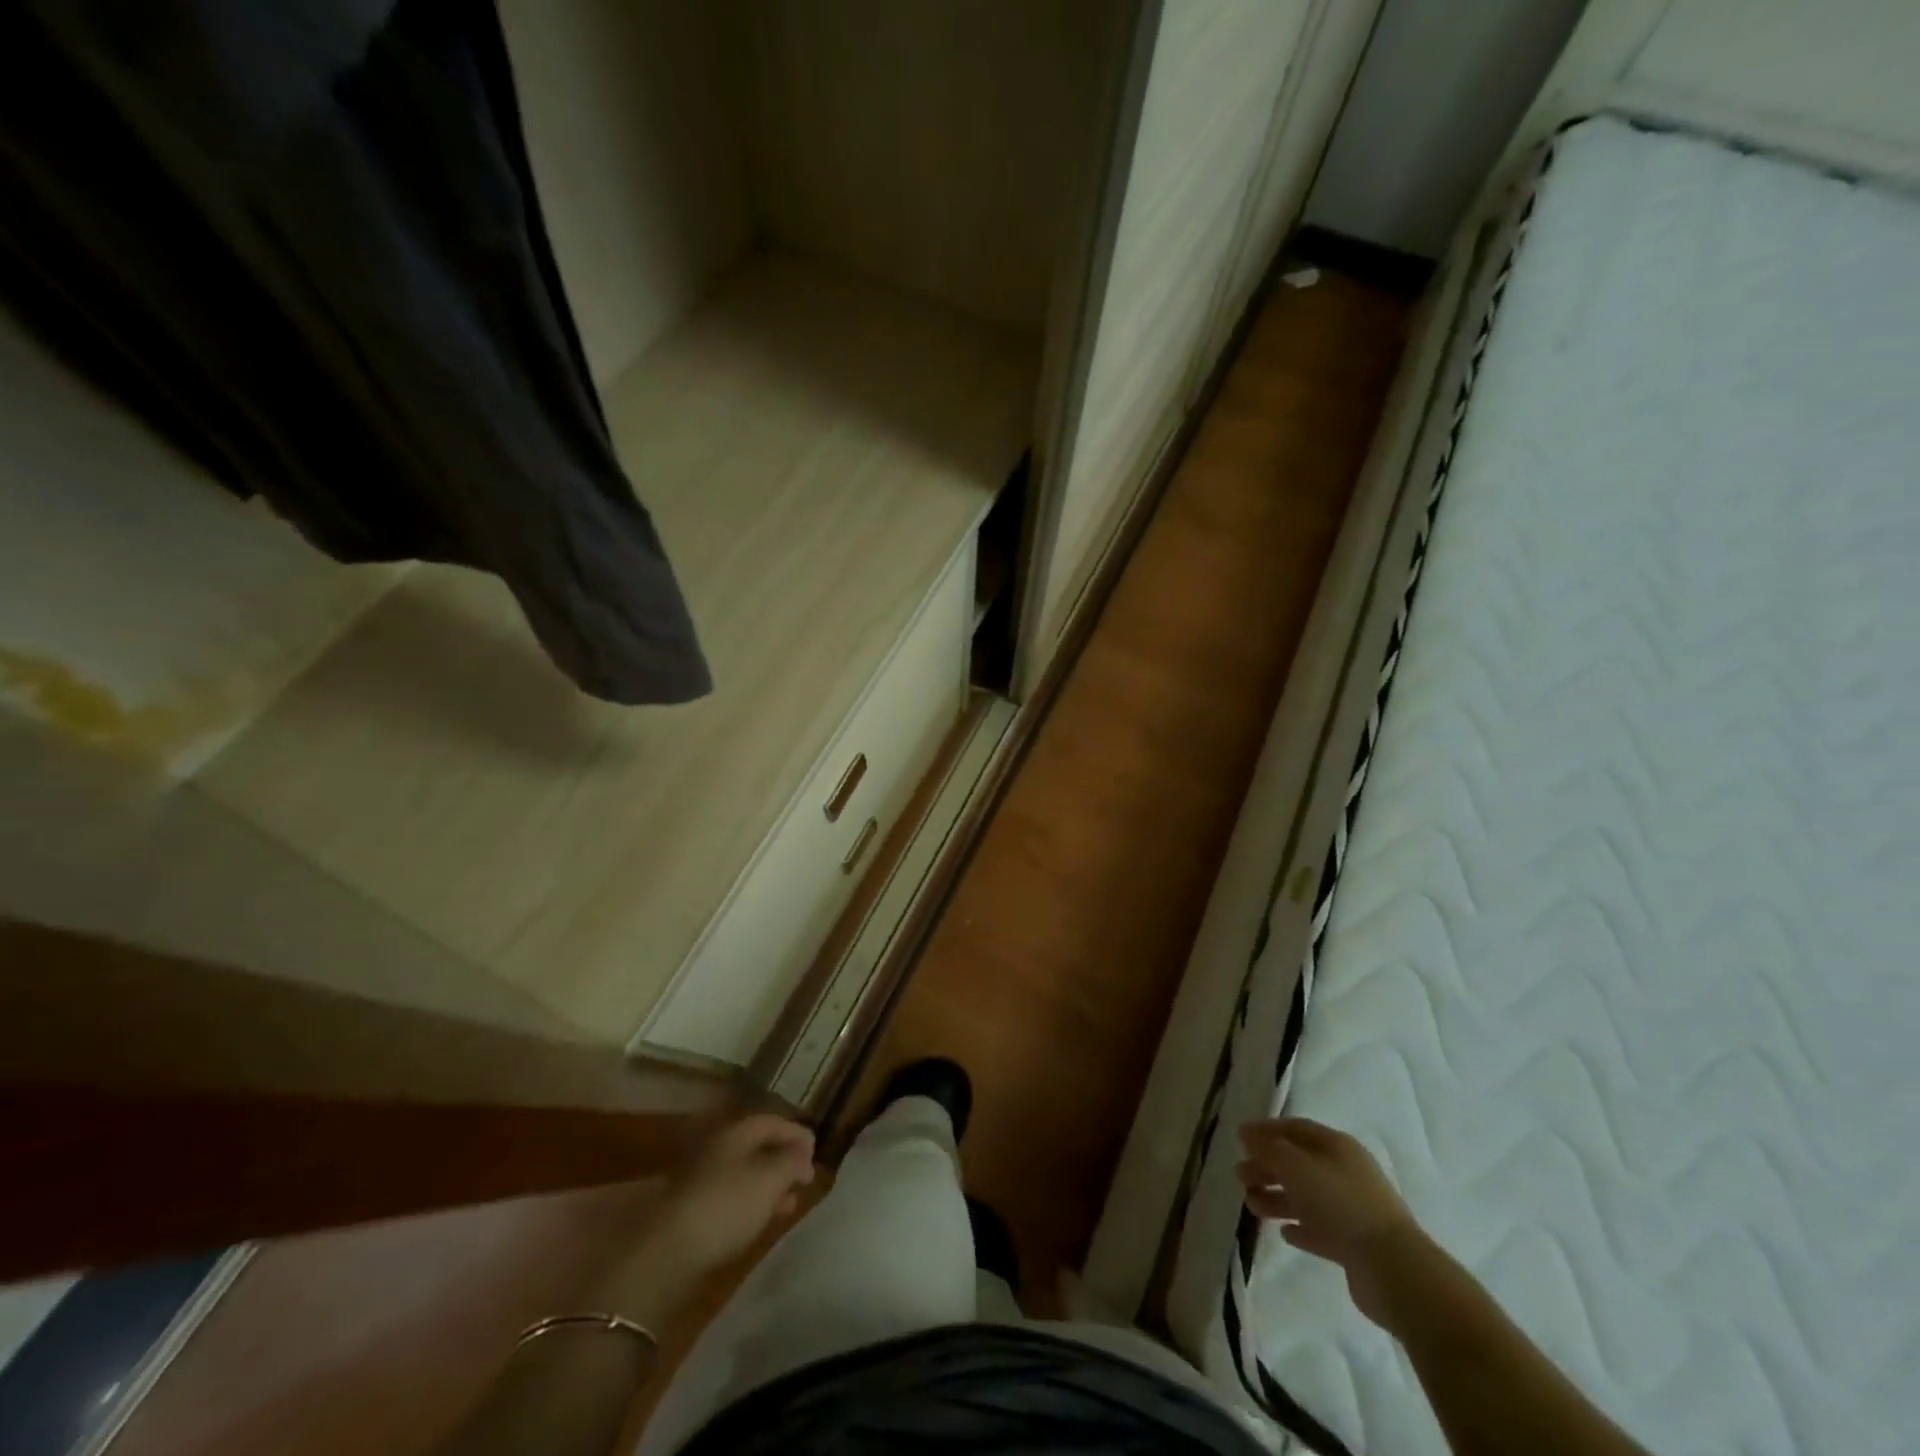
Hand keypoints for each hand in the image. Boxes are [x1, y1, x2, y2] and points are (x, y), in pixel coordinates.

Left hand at [602, 1113, 815, 1327]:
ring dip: (771, 1182)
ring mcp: (704, 1177)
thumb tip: (804, 1148)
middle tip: (806, 1177)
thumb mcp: (771, 1178)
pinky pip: (733, 1194)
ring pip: (747, 1171)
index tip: (816, 1152)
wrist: (670, 1253)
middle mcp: (719, 1147)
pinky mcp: (696, 1208)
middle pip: (759, 1144)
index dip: (797, 1133)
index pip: (773, 1120)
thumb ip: (792, 1159)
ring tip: (791, 1201)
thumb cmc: (728, 1205)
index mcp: (736, 1131)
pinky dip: (753, 1200)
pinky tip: (764, 1218)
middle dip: (785, 1159)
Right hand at [1237, 1117, 1424, 1326]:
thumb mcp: (1296, 1166)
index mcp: (1336, 1146)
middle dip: (1267, 1167)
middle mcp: (1344, 1173)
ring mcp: (1351, 1210)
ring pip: (1306, 1197)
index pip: (1295, 1129)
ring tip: (1252, 1206)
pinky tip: (1284, 1234)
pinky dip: (1300, 1228)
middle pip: (1298, 1163)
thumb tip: (1248, 1135)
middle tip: (1240, 1176)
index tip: (1239, 1139)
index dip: (1266, 1131)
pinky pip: (1320, 1229)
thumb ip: (1268, 1149)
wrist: (1393, 1268)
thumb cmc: (1340, 1204)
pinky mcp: (1354, 1245)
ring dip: (1277, 1198)